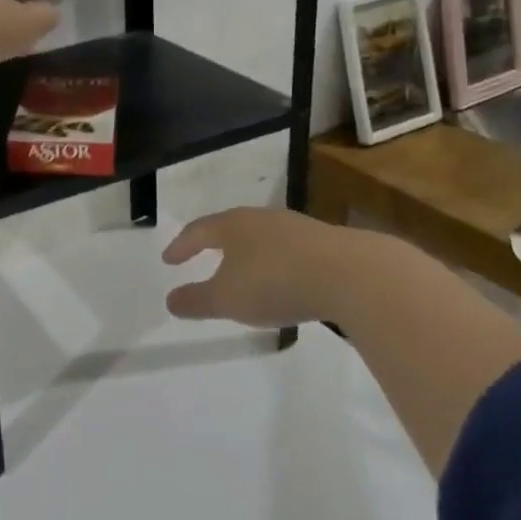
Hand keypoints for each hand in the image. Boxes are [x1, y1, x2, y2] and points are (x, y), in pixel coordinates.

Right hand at [160, 207, 408, 327]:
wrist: (351, 275)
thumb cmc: (275, 282)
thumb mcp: (227, 299)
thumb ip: (196, 300)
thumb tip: (170, 300)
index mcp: (232, 225)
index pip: (198, 231)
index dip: (181, 246)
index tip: (169, 260)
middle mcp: (261, 218)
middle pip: (230, 228)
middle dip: (214, 244)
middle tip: (202, 257)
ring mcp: (296, 228)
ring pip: (261, 238)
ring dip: (247, 254)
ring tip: (242, 271)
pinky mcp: (325, 244)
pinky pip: (288, 251)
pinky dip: (276, 263)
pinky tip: (283, 281)